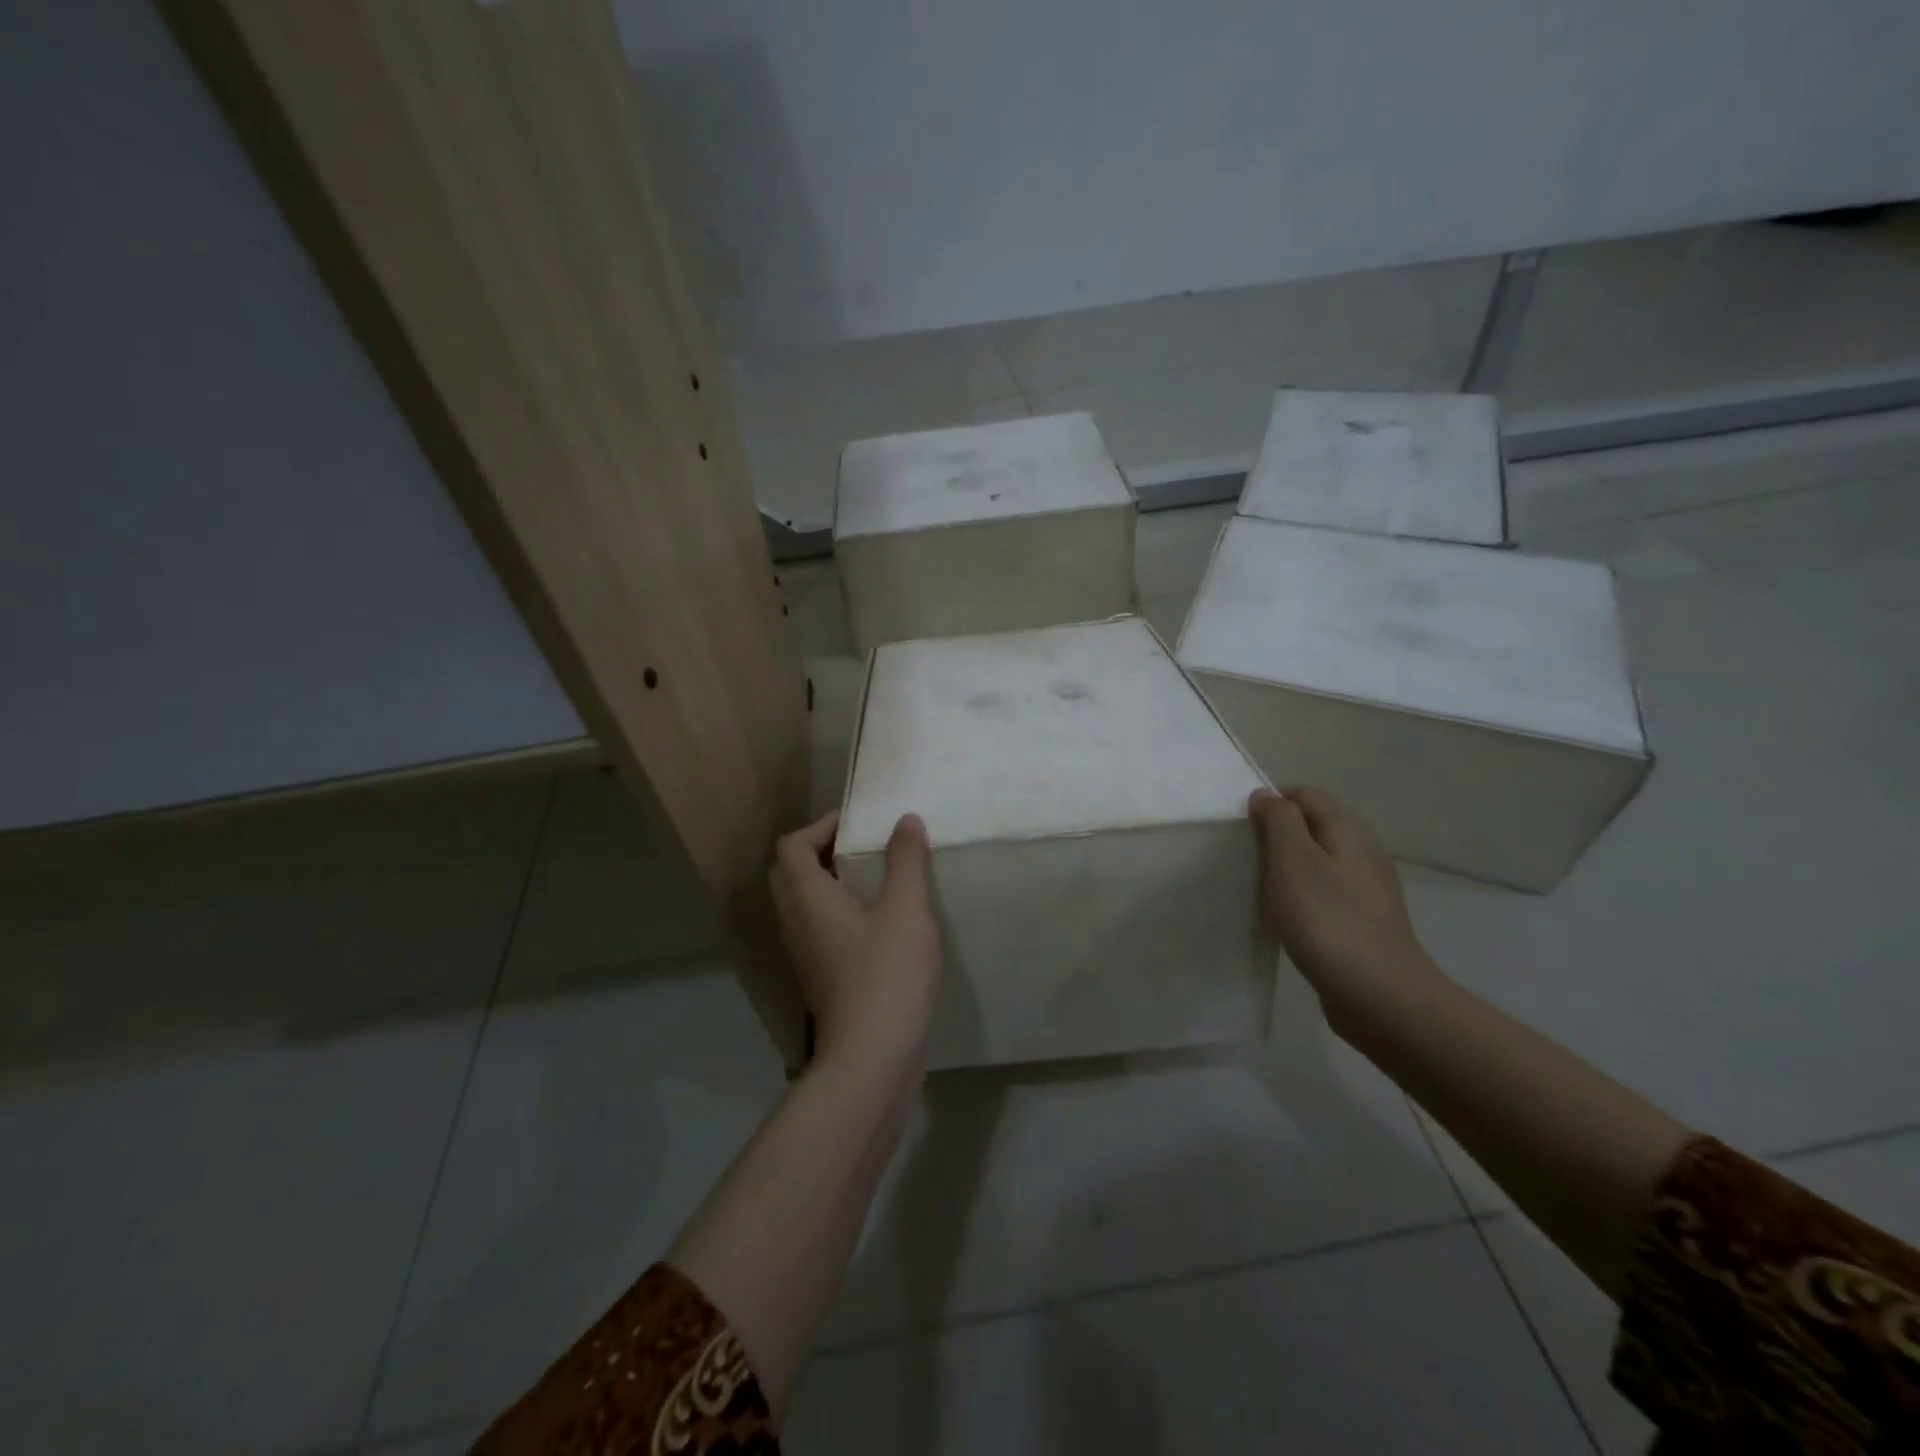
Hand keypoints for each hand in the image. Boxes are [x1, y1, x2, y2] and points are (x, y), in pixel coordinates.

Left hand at [769, 809, 941, 1076]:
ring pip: (806, 905)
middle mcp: (796, 923)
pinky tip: (882, 921)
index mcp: (807, 898)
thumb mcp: (906, 909)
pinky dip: (842, 913)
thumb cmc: (887, 974)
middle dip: (823, 852)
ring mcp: (806, 956)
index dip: (820, 826)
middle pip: (791, 873)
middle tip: (864, 847)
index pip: (791, 845)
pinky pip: (822, 930)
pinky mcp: (823, 980)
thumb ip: (905, 861)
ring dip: (833, 883)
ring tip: (878, 878)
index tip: (858, 824)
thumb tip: (904, 821)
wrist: (873, 1059)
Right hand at [1248, 786, 1442, 1020]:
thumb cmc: (1327, 920)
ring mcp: (1367, 888)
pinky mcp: (1363, 920)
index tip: (1243, 830)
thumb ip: (1278, 820)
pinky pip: (1325, 892)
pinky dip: (1302, 896)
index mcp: (1349, 829)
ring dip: (1288, 868)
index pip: (1305, 793)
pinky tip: (1287, 918)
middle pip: (1313, 825)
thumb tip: (1267, 795)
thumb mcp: (1292, 860)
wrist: (1380, 996)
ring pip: (1318, 860)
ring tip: (1262, 889)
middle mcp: (1363, 851)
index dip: (1271, 802)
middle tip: (1247, 860)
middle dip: (1277, 835)